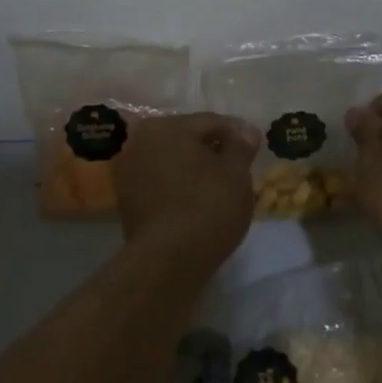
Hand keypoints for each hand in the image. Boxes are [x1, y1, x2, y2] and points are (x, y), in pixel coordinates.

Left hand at [113, 112, 261, 265]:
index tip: (255, 145)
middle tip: (239, 165)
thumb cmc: (208, 205)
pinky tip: (199, 200)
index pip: (210, 122)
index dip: (237, 133)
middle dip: (213, 149)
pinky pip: (161, 183)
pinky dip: (180, 186)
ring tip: (221, 185)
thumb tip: (245, 132)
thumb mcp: (236, 172)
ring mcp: (127, 172)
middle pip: (187, 139)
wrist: (169, 260)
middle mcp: (139, 142)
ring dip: (195, 168)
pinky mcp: (126, 202)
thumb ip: (241, 147)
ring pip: (172, 162)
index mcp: (165, 126)